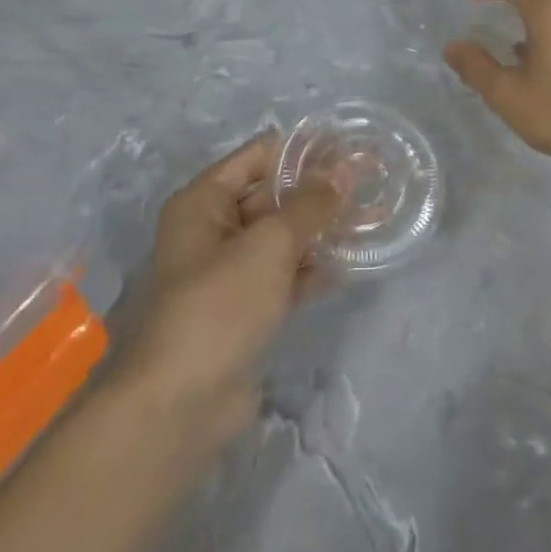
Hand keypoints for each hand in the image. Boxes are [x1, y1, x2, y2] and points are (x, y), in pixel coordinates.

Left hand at [113, 133, 341, 453]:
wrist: (181, 403)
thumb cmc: (220, 305)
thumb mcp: (270, 244)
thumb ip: (310, 205)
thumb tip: (343, 171)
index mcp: (203, 202)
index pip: (258, 155)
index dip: (303, 150)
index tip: (350, 149)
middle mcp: (211, 229)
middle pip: (271, 195)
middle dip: (317, 191)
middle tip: (368, 184)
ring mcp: (227, 271)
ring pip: (280, 237)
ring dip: (319, 230)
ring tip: (369, 219)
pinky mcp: (243, 307)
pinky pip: (282, 274)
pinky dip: (309, 269)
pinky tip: (345, 267)